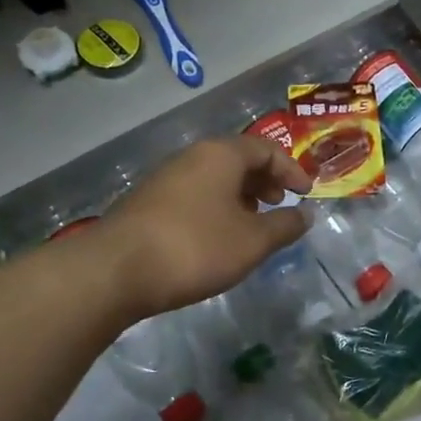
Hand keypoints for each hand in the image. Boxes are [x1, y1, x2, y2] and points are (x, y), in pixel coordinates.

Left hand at [102, 135, 313, 318]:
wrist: (115, 271)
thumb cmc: (195, 248)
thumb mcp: (252, 241)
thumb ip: (284, 226)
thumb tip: (305, 215)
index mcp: (220, 154)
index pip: (266, 149)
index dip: (291, 170)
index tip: (306, 195)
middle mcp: (191, 156)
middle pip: (238, 159)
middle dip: (265, 180)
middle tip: (279, 205)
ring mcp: (165, 178)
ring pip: (214, 178)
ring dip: (240, 196)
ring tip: (251, 225)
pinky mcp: (147, 203)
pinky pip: (194, 194)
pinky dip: (216, 207)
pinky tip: (217, 238)